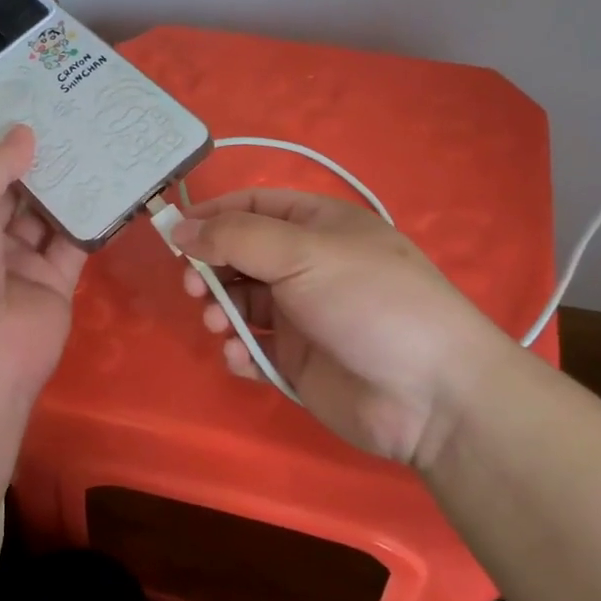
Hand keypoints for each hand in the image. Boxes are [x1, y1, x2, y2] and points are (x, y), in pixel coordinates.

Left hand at [0, 127, 87, 441]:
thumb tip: (25, 133)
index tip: (6, 102)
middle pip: (2, 184)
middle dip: (28, 150)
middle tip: (64, 108)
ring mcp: (14, 259)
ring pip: (42, 209)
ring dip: (63, 177)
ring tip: (93, 132)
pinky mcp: (52, 280)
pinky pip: (74, 240)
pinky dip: (91, 214)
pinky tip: (112, 179)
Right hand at [172, 189, 518, 465]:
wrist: (429, 394)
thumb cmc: (368, 301)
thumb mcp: (302, 253)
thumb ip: (235, 238)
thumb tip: (179, 229)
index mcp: (317, 226)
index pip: (252, 206)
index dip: (211, 216)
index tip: (171, 235)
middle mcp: (307, 265)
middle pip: (239, 255)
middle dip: (210, 268)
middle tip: (194, 287)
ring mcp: (302, 315)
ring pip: (241, 303)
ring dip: (220, 311)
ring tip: (219, 325)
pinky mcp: (298, 361)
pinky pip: (254, 348)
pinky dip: (240, 351)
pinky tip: (243, 358)